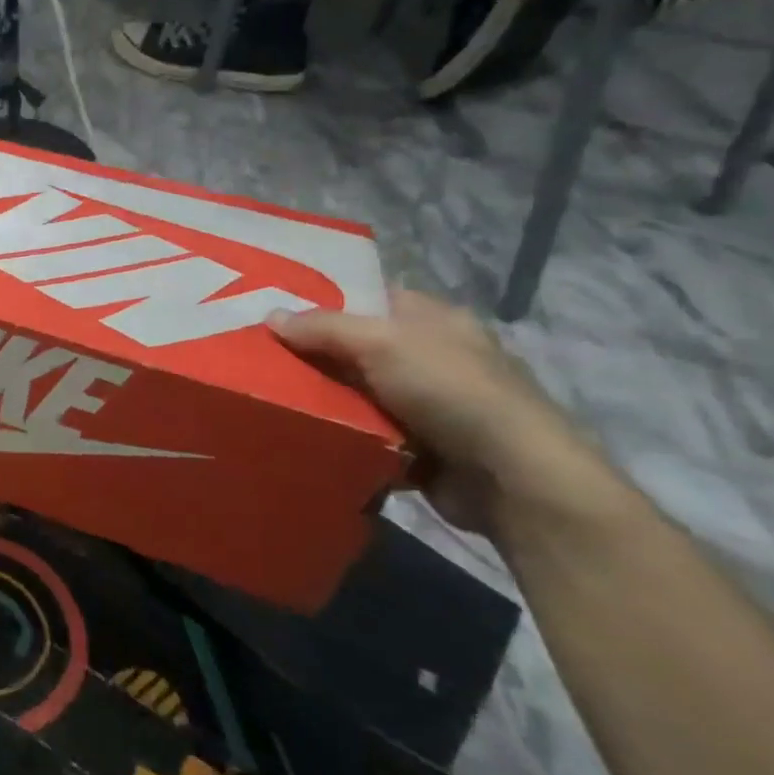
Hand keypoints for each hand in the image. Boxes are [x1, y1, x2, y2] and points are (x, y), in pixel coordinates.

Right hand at [270, 289, 587, 534]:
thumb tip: (271, 316)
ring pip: (359, 394)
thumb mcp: (380, 343)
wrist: (510, 477)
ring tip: (273, 397)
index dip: (326, 301)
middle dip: (316, 355)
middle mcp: (433, 357)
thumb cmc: (449, 390)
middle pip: (358, 348)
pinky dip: (345, 436)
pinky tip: (308, 434)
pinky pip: (369, 434)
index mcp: (433, 319)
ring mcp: (429, 405)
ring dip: (327, 400)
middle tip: (263, 357)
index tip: (278, 311)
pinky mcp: (423, 447)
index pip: (371, 298)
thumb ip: (323, 327)